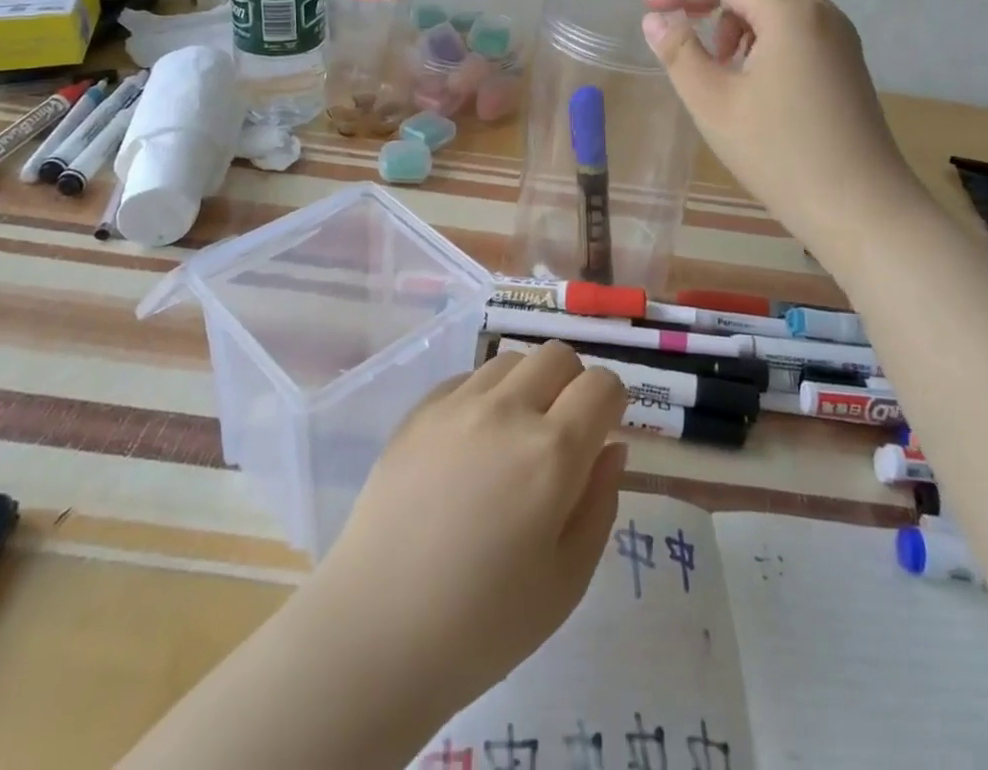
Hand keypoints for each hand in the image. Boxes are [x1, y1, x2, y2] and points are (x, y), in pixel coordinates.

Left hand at [309, 342, 627, 726]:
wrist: (375, 632)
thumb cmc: (483, 624)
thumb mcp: (567, 581)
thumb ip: (600, 504)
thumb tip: (610, 448)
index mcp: (552, 452)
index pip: (602, 384)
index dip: (611, 403)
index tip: (601, 432)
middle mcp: (507, 410)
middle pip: (557, 355)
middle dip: (572, 384)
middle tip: (561, 433)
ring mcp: (457, 404)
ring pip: (511, 361)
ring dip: (526, 386)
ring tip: (512, 438)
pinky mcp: (419, 411)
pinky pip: (467, 378)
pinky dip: (483, 397)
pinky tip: (470, 446)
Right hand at [643, 0, 925, 249]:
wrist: (859, 207)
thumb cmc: (778, 153)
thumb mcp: (713, 102)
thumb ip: (680, 52)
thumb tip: (656, 19)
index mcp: (790, 12)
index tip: (650, 6)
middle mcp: (822, 12)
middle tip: (689, 12)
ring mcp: (841, 37)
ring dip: (747, 7)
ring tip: (718, 55)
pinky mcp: (847, 63)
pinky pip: (804, 22)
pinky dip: (770, 27)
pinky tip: (749, 70)